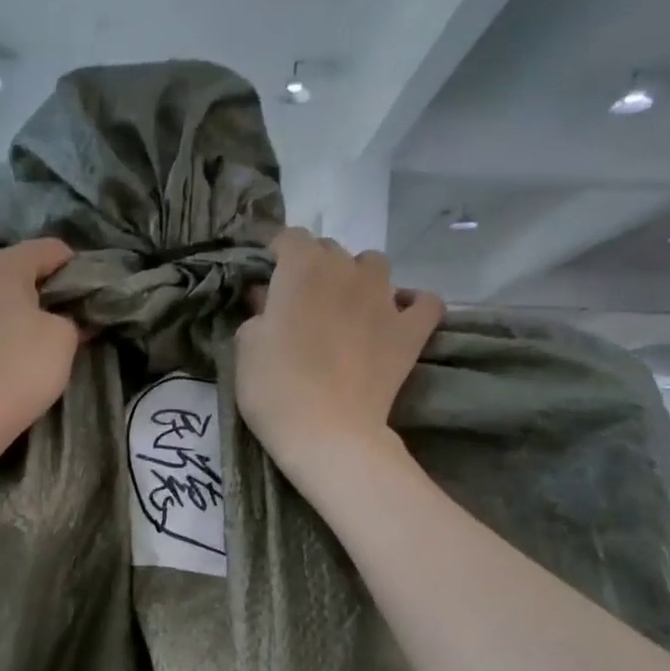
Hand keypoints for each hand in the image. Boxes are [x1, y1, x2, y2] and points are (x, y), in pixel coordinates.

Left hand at [0, 238, 80, 455]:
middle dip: (42, 288)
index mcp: (0, 264)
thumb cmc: (20, 368)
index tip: (89, 297)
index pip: (49, 249)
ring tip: (34, 338)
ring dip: (15, 309)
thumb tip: (68, 318)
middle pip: (16, 269)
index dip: (75, 268)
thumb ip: (72, 318)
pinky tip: (4, 355)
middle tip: (65, 317)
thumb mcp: (65, 339)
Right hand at [235, 227, 442, 484]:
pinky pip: (424, 302)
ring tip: (347, 305)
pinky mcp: (410, 330)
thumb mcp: (245, 347)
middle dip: (314, 267)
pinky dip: (412, 304)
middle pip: (330, 250)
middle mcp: (346, 270)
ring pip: (375, 265)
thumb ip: (257, 313)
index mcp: (301, 268)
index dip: (276, 253)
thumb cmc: (274, 389)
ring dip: (359, 277)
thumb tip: (268, 301)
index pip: (289, 237)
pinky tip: (397, 316)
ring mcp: (384, 298)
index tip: (266, 277)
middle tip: (300, 302)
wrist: (327, 433)